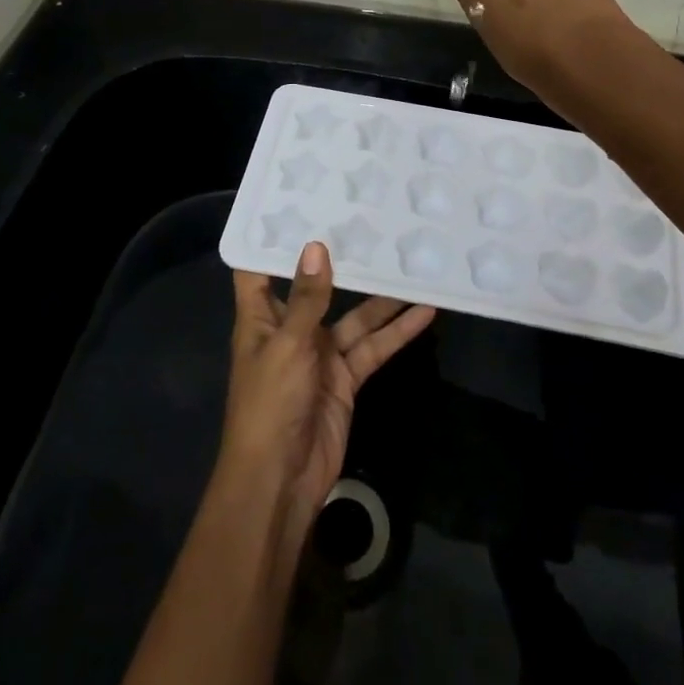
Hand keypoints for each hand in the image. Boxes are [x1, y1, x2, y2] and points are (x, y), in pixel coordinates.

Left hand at [222, 241, 435, 528]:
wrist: (281, 481)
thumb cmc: (270, 405)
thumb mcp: (287, 346)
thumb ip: (307, 299)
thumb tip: (316, 246)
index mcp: (260, 318)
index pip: (259, 269)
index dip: (271, 239)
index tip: (295, 203)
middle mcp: (290, 329)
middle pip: (315, 287)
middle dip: (339, 260)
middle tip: (368, 221)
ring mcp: (320, 353)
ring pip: (355, 316)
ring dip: (382, 296)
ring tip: (411, 261)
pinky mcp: (346, 377)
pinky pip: (373, 346)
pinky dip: (397, 331)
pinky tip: (424, 311)